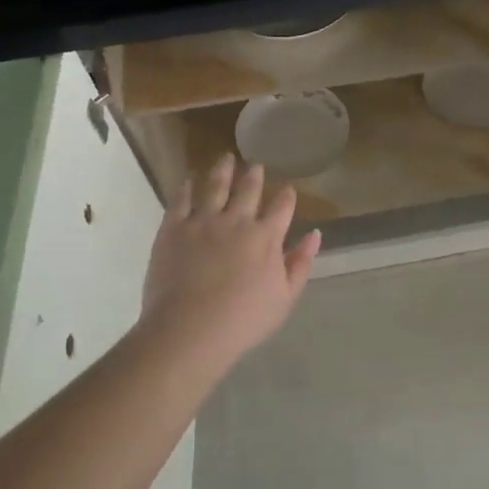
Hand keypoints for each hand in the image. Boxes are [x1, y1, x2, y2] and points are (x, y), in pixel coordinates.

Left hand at [138, 155, 320, 368]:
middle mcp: (237, 220)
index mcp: (266, 237)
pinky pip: (181, 200)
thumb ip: (300, 263)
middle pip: (248, 189)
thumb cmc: (243, 320)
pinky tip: (190, 180)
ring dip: (223, 170)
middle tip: (255, 165)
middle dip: (254, 175)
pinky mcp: (174, 228)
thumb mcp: (284, 297)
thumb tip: (315, 235)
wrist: (189, 330)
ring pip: (215, 186)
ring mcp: (203, 221)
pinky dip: (187, 187)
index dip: (286, 196)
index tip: (288, 189)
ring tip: (226, 158)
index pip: (282, 207)